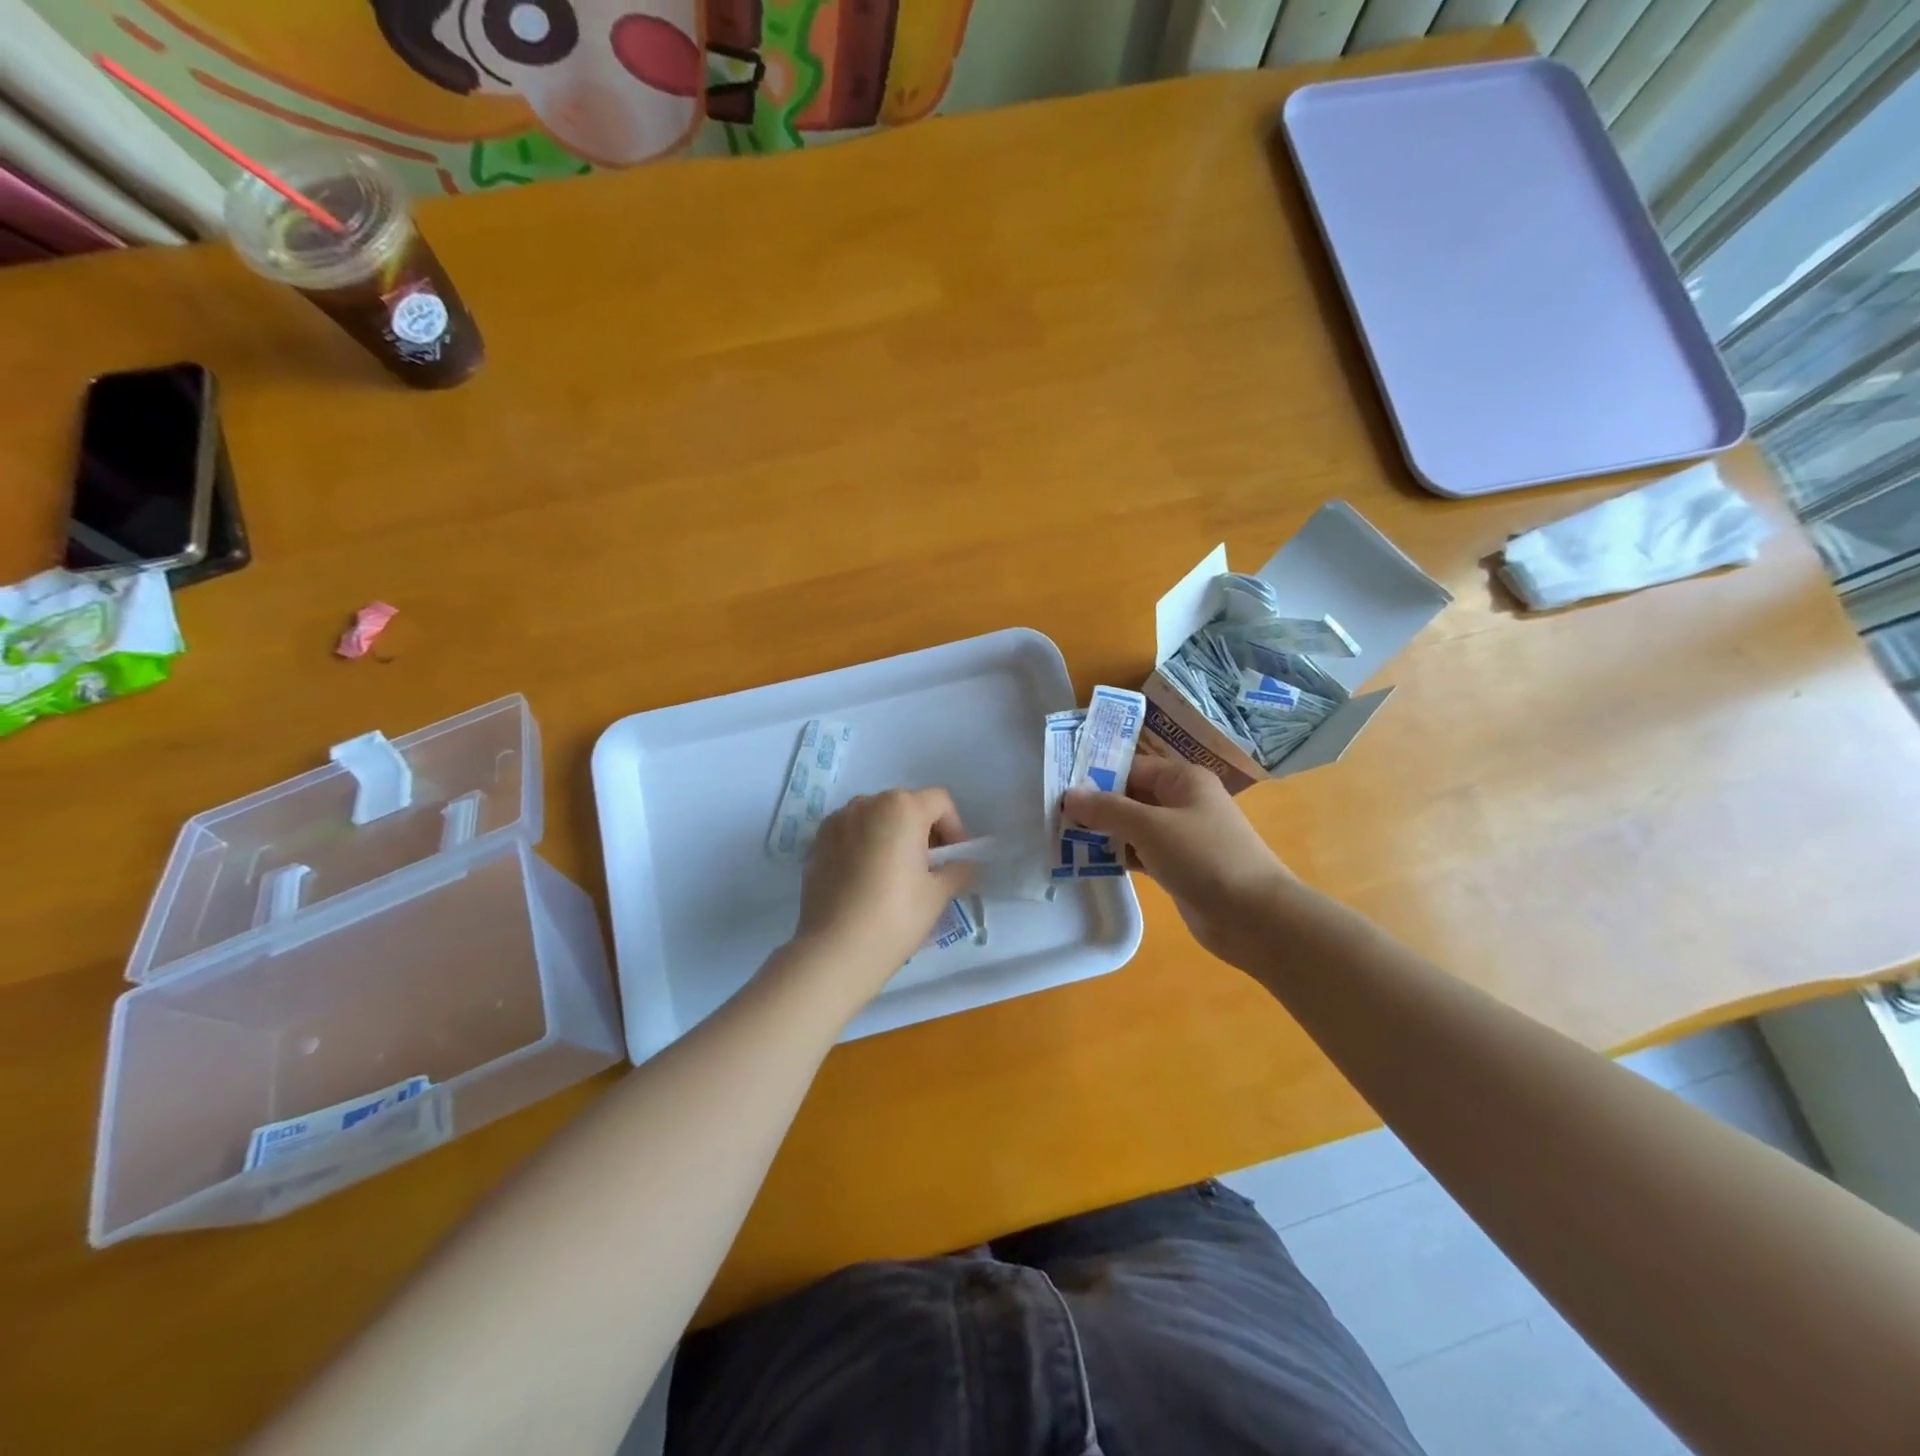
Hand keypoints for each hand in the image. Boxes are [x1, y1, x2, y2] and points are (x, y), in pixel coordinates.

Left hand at [792, 788, 974, 1007]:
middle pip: (906, 806)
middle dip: (923, 831)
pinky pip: (850, 834)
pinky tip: (866, 880)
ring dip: (891, 836)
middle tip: (930, 869)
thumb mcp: (938, 893)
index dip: (955, 828)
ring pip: (875, 818)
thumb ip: (959, 870)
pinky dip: (864, 846)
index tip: (955, 860)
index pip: (940, 802)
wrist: (835, 950)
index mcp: (902, 807)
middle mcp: (867, 803)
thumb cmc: (896, 915)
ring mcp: (837, 821)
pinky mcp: (816, 843)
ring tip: (896, 874)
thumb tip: (966, 865)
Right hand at [1063, 755, 1295, 971]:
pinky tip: (1089, 862)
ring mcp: (1182, 836)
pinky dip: (1118, 855)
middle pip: (1131, 796)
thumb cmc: (1204, 857)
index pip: (1132, 767)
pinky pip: (1141, 853)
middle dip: (1096, 806)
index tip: (1060, 787)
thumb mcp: (1150, 826)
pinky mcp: (1178, 867)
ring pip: (1134, 827)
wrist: (1254, 917)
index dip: (1097, 775)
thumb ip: (1108, 809)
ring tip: (1062, 838)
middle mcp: (1183, 802)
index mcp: (1183, 780)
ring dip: (1103, 832)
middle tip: (1054, 814)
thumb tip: (1070, 795)